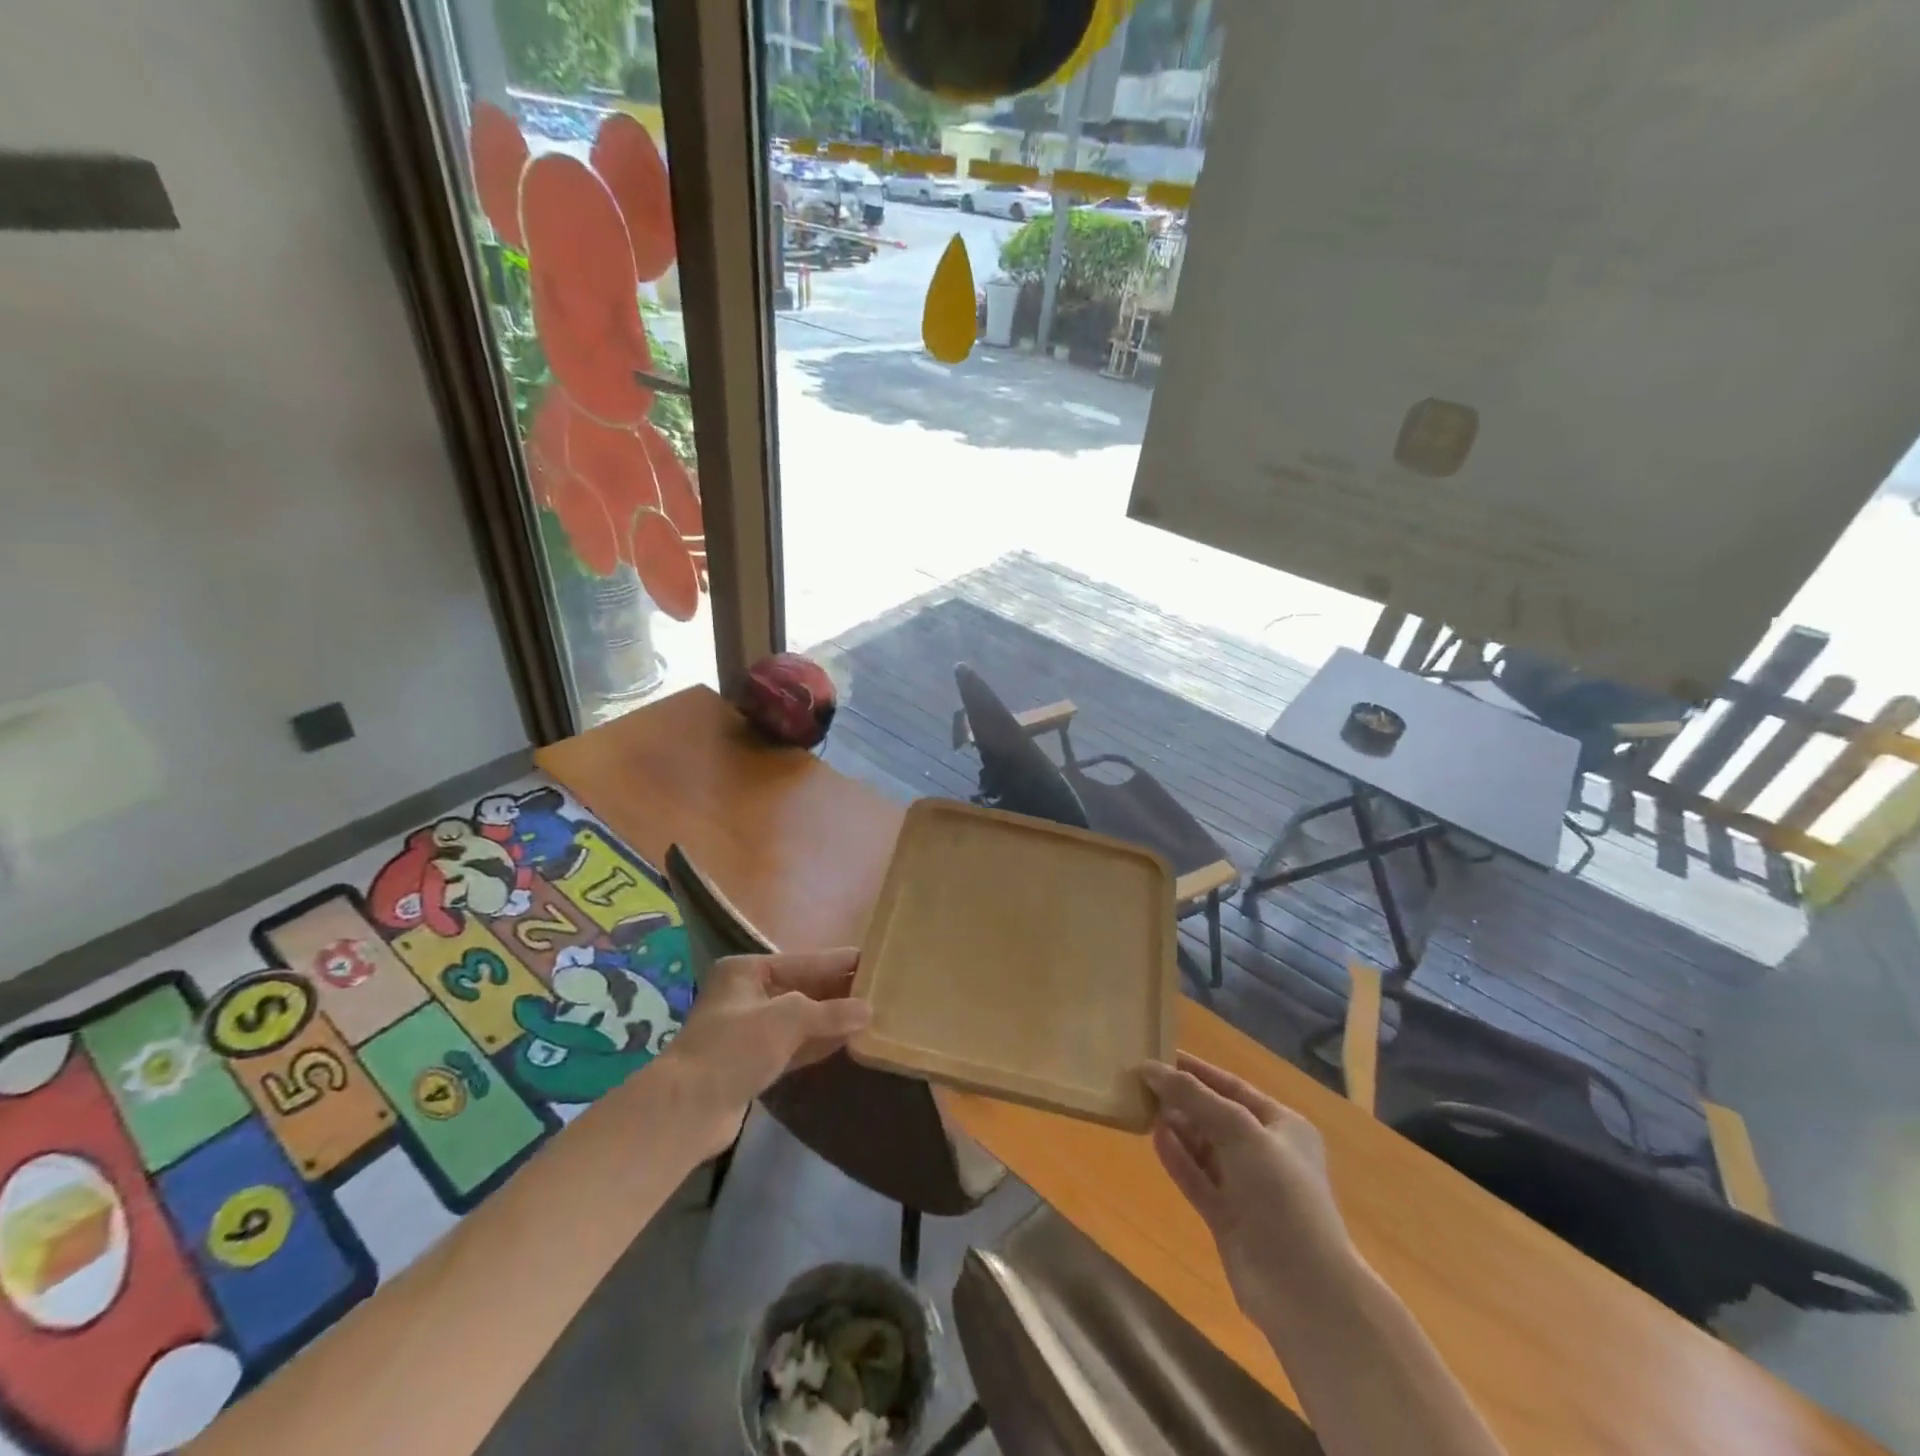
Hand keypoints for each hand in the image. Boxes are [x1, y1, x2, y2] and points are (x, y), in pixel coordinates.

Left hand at [659, 949, 869, 1153]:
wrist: (687, 1110)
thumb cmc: (734, 1048)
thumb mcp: (787, 1018)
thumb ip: (830, 1012)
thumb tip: (869, 1010)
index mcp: (746, 971)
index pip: (803, 961)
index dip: (838, 962)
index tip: (873, 959)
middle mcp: (747, 995)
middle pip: (802, 988)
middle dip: (838, 992)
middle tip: (880, 988)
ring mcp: (749, 1031)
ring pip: (800, 1019)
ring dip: (832, 1019)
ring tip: (872, 1013)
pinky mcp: (753, 1063)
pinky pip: (795, 1046)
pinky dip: (819, 1043)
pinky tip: (849, 1041)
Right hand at [1140, 1054, 1354, 1326]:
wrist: (1303, 1287)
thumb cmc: (1280, 1192)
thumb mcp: (1239, 1130)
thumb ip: (1194, 1096)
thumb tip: (1151, 1067)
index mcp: (1283, 1126)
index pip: (1233, 1088)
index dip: (1197, 1072)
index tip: (1160, 1057)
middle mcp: (1266, 1153)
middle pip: (1216, 1117)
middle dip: (1183, 1100)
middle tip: (1143, 1084)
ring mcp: (1246, 1188)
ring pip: (1204, 1148)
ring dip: (1178, 1128)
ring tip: (1143, 1108)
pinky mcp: (1228, 1217)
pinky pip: (1197, 1178)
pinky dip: (1177, 1158)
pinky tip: (1154, 1139)